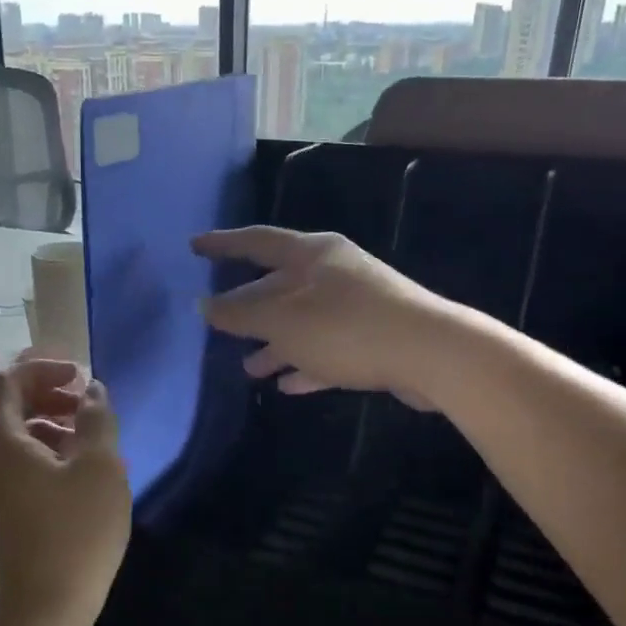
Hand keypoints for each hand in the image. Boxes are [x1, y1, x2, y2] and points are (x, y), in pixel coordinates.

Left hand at [0, 359, 129, 625]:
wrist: (44, 609)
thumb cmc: (76, 531)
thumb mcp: (100, 467)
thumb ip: (96, 418)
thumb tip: (92, 391)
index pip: (5, 381)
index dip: (42, 369)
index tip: (79, 377)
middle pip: (2, 407)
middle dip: (43, 394)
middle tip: (83, 402)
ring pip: (8, 437)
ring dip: (43, 423)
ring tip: (85, 435)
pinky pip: (10, 464)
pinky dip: (38, 451)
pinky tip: (72, 470)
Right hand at [193, 227, 447, 403]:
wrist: (430, 354)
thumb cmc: (347, 328)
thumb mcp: (283, 321)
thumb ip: (240, 314)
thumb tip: (203, 306)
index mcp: (311, 255)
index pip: (257, 241)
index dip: (223, 244)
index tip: (194, 247)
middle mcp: (332, 274)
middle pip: (278, 286)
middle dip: (248, 308)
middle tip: (217, 324)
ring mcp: (354, 307)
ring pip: (302, 323)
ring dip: (274, 344)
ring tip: (248, 368)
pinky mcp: (371, 340)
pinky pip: (326, 350)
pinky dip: (304, 364)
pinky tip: (286, 384)